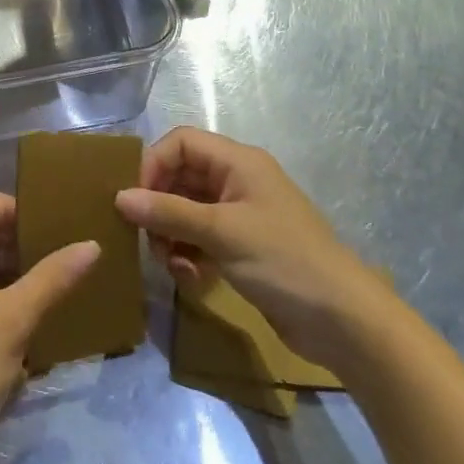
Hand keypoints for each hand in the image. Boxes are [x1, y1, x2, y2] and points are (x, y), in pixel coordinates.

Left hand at [0, 188, 98, 451]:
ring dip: (11, 266)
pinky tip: (30, 313)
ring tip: (51, 279)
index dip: (10, 204)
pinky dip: (0, 292)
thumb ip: (53, 277)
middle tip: (57, 249)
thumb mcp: (14, 317)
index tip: (46, 224)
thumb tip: (92, 243)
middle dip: (16, 235)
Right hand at [115, 127, 392, 367]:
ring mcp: (240, 216)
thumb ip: (168, 212)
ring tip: (170, 264)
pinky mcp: (241, 248)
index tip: (135, 200)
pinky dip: (188, 254)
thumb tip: (119, 197)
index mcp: (238, 162)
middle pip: (180, 177)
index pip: (181, 142)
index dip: (153, 164)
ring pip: (186, 210)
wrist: (344, 321)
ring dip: (170, 235)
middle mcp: (237, 181)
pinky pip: (199, 238)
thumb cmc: (283, 261)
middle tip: (147, 239)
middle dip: (158, 206)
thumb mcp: (221, 233)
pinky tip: (190, 278)